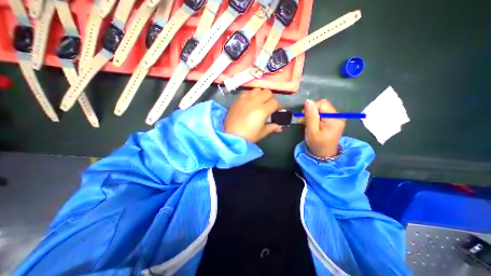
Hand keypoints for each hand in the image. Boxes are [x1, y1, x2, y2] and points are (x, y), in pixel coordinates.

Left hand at [224, 88, 282, 142]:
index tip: (276, 111)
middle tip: (268, 106)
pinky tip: (249, 102)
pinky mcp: (238, 100)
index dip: (277, 106)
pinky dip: (251, 95)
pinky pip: (247, 92)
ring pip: (257, 89)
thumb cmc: (248, 136)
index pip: (275, 102)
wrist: (230, 136)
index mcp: (262, 110)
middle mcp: (255, 101)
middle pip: (267, 92)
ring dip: (260, 94)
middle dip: (270, 98)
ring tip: (259, 102)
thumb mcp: (261, 133)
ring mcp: (245, 99)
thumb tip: (279, 127)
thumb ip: (271, 127)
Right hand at [299, 99, 344, 158]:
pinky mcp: (333, 121)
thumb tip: (308, 101)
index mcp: (334, 118)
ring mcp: (336, 118)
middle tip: (303, 120)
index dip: (311, 108)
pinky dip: (315, 117)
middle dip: (311, 111)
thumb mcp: (311, 130)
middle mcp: (338, 116)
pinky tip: (310, 123)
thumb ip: (310, 116)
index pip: (322, 103)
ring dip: (311, 114)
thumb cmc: (317, 144)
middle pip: (322, 105)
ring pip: (321, 109)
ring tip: (305, 123)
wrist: (324, 155)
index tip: (303, 116)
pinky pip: (322, 114)